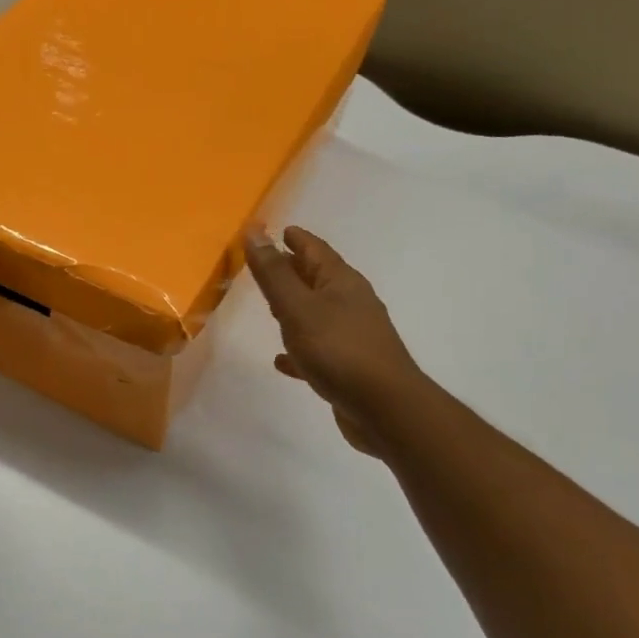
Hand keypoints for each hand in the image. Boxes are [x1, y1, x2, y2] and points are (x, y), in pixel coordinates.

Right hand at [245, 226, 422, 458]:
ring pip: (318, 314)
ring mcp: (353, 336)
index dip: (297, 239)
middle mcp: (351, 304)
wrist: (384, 407)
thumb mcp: (298, 307)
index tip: (280, 230)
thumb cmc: (338, 350)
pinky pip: (318, 349)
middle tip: (268, 265)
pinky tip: (282, 360)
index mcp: (342, 283)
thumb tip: (254, 231)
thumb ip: (274, 273)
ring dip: (295, 308)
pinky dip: (299, 349)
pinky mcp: (349, 367)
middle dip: (294, 271)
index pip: (316, 250)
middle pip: (318, 279)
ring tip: (270, 307)